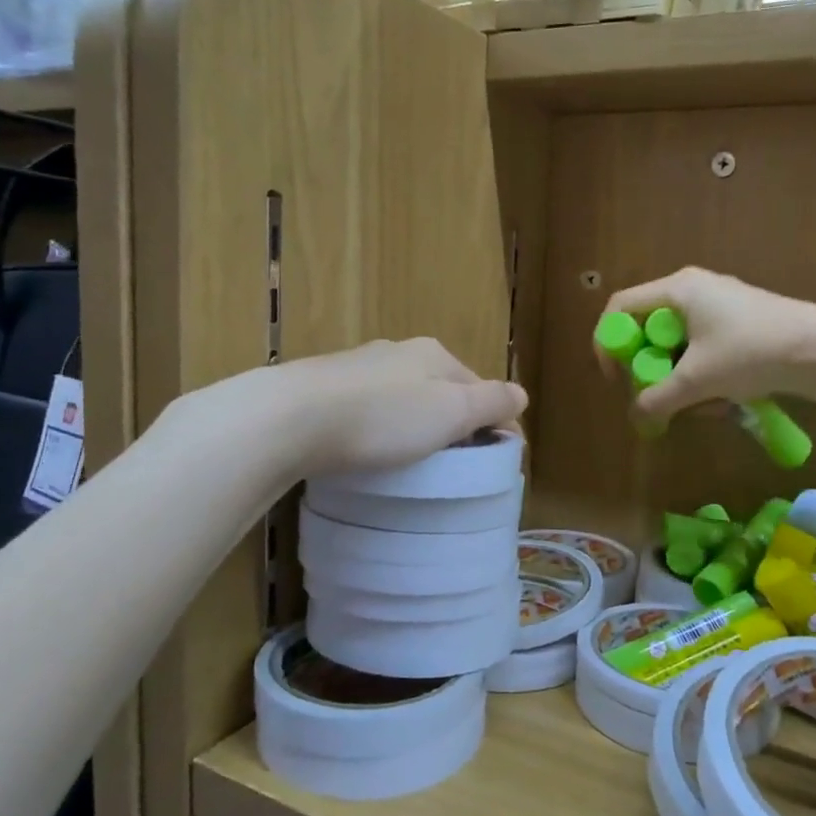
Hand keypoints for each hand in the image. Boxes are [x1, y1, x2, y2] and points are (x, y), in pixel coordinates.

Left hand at [274, 338, 525, 477]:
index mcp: (435, 354)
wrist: (293, 417)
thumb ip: (492, 402)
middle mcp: (398, 351)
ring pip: (404, 397)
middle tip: (455, 464)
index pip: (479, 386)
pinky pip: (369, 408)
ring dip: (416, 424)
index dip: (494, 421)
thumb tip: (522, 395)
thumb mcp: (451, 411)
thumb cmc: (385, 417)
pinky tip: (370, 448)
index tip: (497, 459)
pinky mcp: (326, 387)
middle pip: (441, 390)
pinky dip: (381, 426)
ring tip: (413, 461)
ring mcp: (359, 367)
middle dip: (454, 422)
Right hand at [596, 268, 815, 425]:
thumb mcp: (697, 380)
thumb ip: (657, 400)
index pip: (620, 307)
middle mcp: (694, 291)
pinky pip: (702, 351)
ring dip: (678, 379)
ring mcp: (719, 308)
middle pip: (648, 328)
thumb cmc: (752, 352)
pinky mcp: (739, 327)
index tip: (616, 378)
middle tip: (654, 396)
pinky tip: (720, 403)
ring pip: (676, 345)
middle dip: (648, 368)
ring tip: (697, 406)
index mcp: (678, 289)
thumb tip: (636, 420)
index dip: (608, 343)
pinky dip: (702, 377)